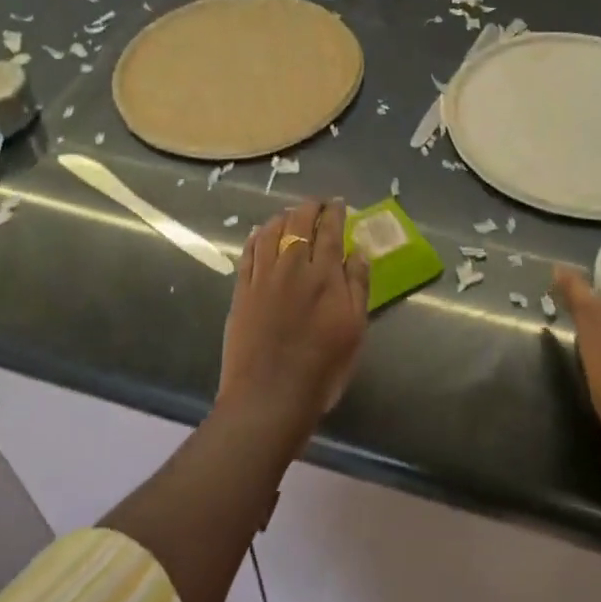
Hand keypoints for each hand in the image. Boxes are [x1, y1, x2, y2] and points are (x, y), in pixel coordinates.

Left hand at [218, 198, 370, 440]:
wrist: (269, 398)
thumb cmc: (322, 368)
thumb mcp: (354, 329)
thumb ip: (358, 286)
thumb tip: (358, 251)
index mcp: (324, 274)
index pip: (330, 230)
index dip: (335, 212)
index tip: (339, 203)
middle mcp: (292, 266)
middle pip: (299, 223)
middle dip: (310, 208)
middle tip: (318, 204)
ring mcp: (263, 277)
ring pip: (271, 232)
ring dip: (283, 216)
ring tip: (290, 213)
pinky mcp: (241, 291)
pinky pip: (248, 253)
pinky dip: (256, 237)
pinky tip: (260, 232)